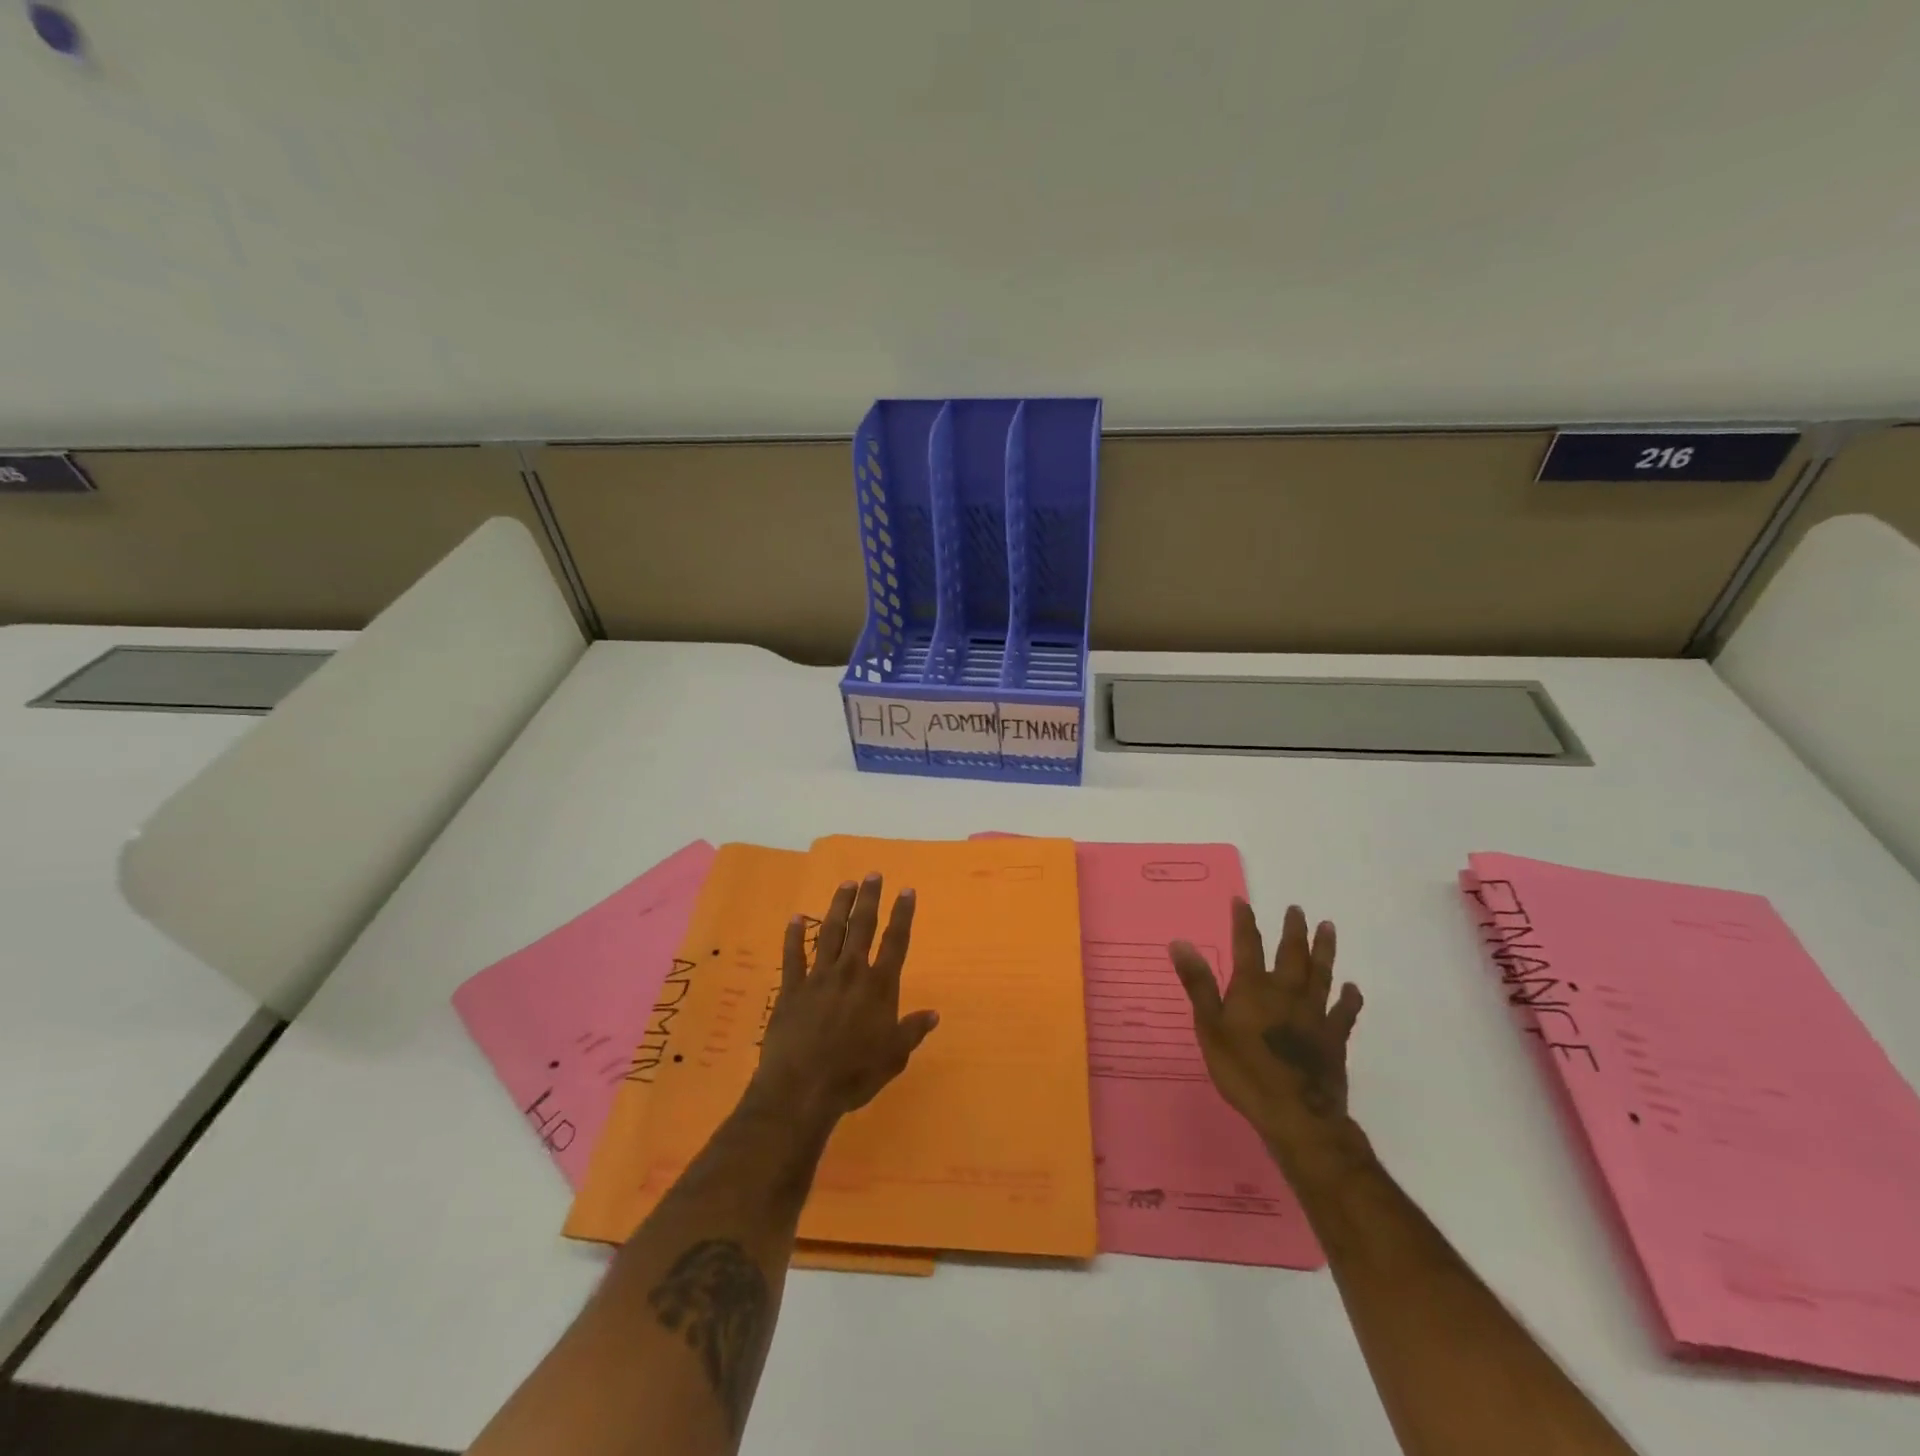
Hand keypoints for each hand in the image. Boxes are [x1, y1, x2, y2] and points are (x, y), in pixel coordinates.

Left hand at [751, 874, 939, 1133]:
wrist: (803, 1088)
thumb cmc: (854, 1075)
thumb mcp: (894, 1057)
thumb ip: (912, 1031)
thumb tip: (934, 1013)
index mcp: (879, 987)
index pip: (895, 942)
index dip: (902, 914)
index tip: (906, 890)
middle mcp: (851, 972)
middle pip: (862, 927)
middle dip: (869, 899)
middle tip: (873, 875)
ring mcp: (818, 977)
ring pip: (830, 933)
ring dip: (839, 907)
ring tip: (845, 885)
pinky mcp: (791, 989)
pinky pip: (792, 956)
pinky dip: (793, 936)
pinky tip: (795, 918)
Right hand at [1170, 900, 1363, 1153]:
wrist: (1296, 1115)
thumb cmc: (1244, 1071)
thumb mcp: (1209, 1027)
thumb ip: (1198, 984)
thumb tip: (1180, 942)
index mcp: (1253, 988)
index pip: (1247, 946)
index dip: (1244, 922)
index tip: (1242, 901)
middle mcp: (1286, 993)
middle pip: (1291, 954)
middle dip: (1293, 930)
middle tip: (1297, 909)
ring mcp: (1314, 1015)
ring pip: (1321, 974)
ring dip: (1324, 950)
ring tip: (1328, 928)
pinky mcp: (1334, 1039)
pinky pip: (1344, 1012)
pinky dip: (1349, 998)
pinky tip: (1352, 988)